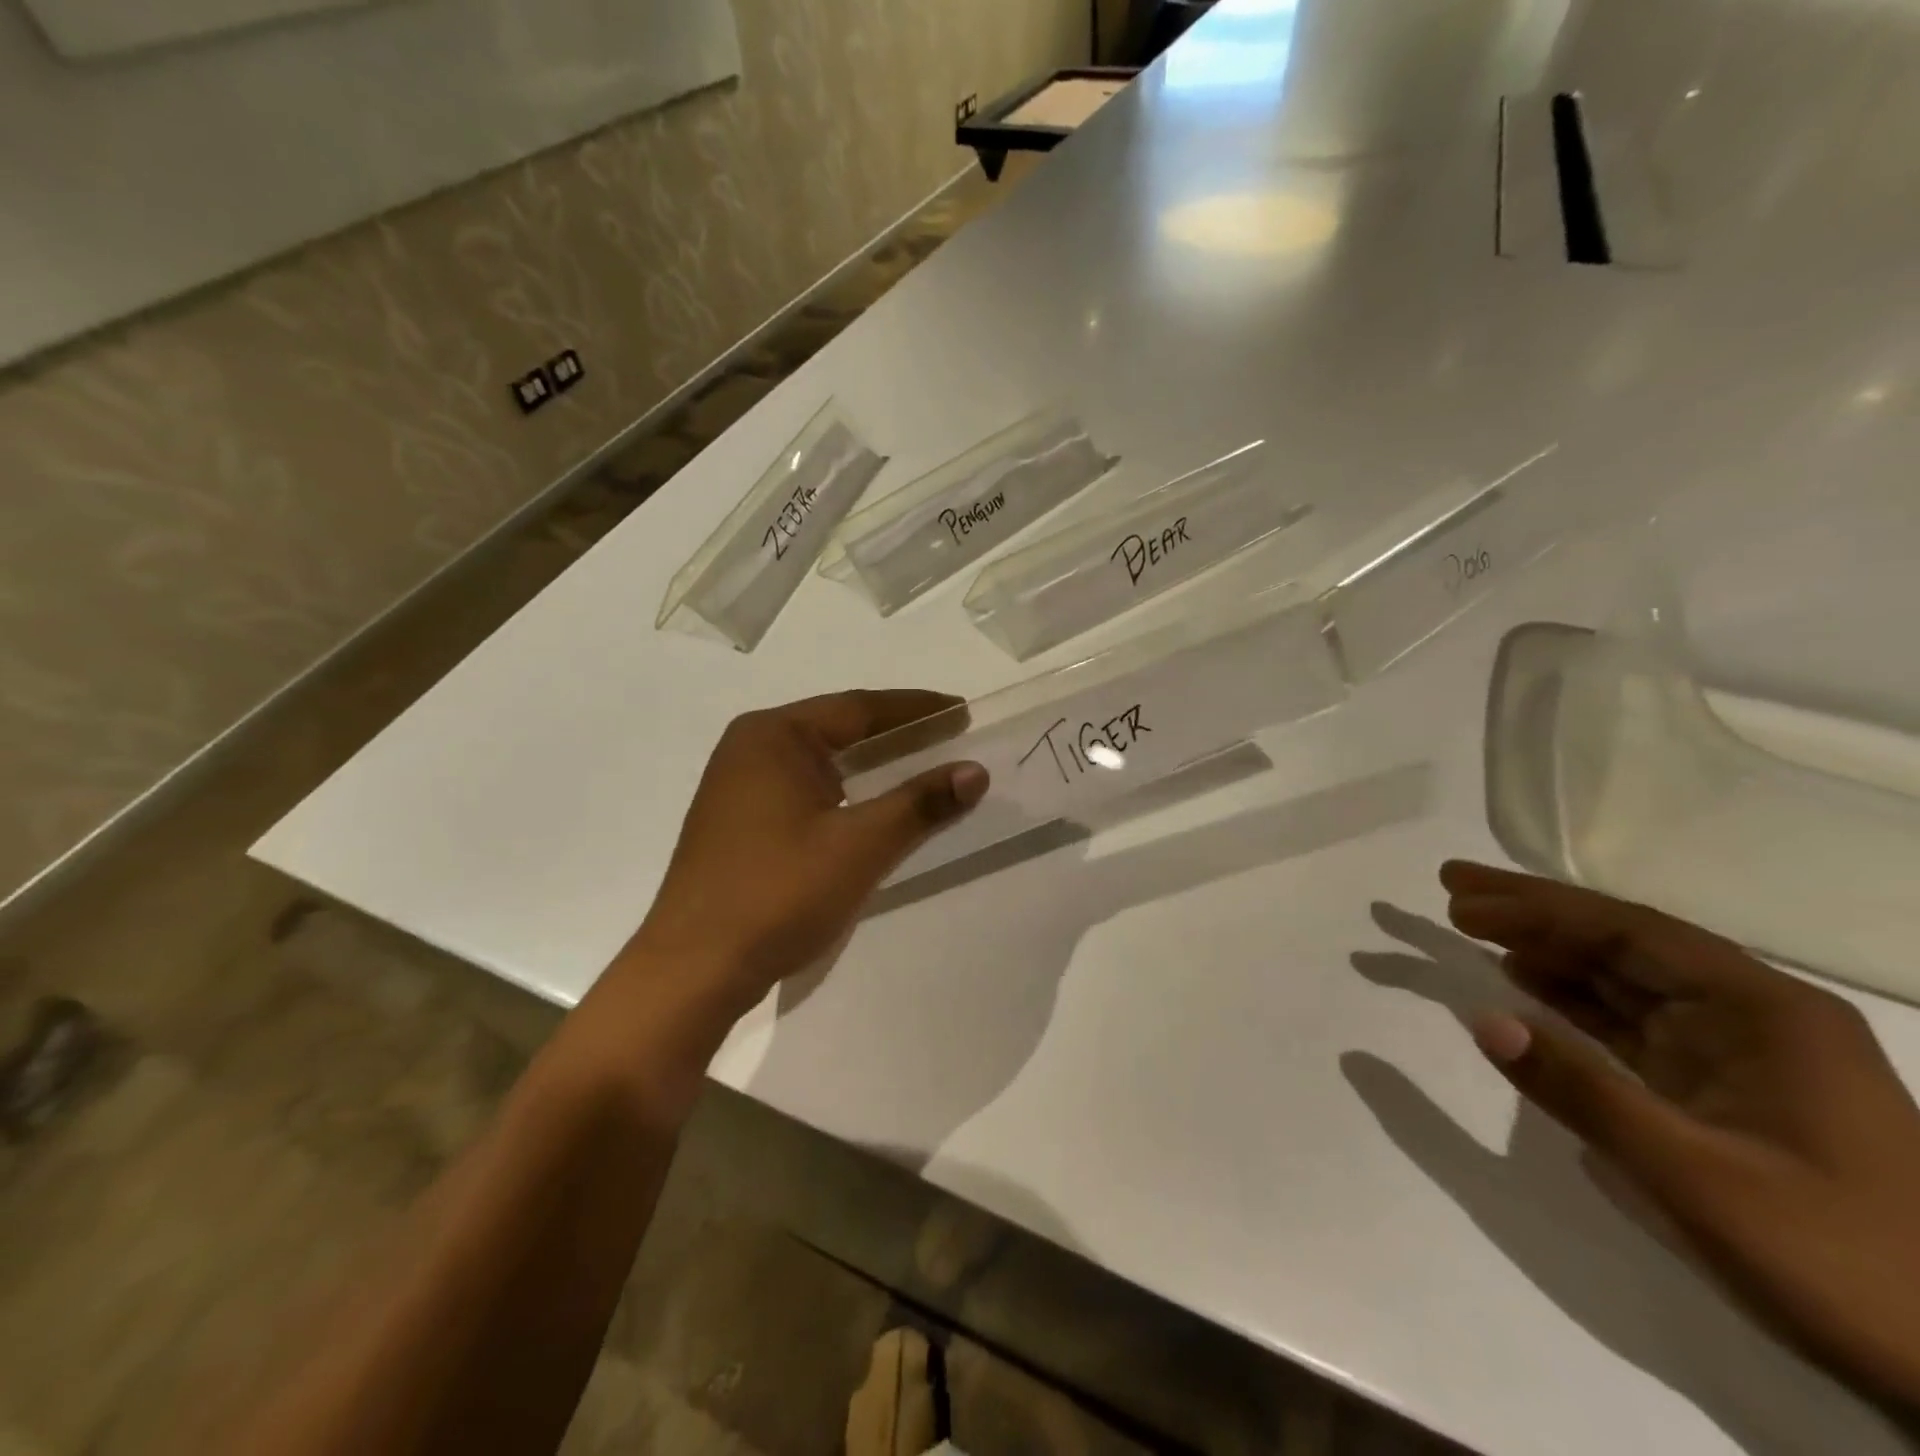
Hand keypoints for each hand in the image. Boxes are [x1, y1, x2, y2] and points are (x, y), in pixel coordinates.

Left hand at [632, 691, 986, 1011]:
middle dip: (896, 734)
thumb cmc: (778, 894)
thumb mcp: (860, 846)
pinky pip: (805, 789)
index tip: (962, 710)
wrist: (693, 970)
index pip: (860, 707)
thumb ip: (920, 804)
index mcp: (774, 736)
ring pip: (822, 762)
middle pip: (839, 729)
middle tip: (950, 737)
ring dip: (871, 764)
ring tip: (921, 767)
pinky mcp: (739, 822)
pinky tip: (870, 807)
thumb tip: (975, 772)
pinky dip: (846, 791)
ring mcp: (739, 786)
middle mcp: (751, 748)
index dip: (917, 708)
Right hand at [1442, 860, 1919, 1411]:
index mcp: (1763, 1012)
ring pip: (1625, 978)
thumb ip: (1581, 1092)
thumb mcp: (1696, 1179)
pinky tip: (1528, 985)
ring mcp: (1741, 1052)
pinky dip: (1574, 999)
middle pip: (1623, 942)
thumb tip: (1484, 1020)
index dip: (1536, 908)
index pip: (1627, 933)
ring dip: (1549, 951)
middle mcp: (1754, 1014)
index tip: (1458, 896)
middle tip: (1453, 886)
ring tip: (1474, 928)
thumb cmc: (1840, 1263)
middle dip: (1535, 913)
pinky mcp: (1724, 1089)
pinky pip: (1633, 1022)